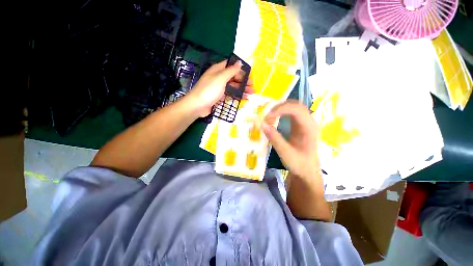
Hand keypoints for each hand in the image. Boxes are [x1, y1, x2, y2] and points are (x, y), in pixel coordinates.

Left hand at [185, 60, 252, 117]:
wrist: (197, 106)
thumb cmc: (209, 90)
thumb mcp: (221, 78)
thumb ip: (231, 70)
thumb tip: (240, 62)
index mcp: (218, 70)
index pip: (231, 67)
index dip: (240, 70)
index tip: (249, 75)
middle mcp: (219, 78)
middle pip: (233, 77)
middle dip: (243, 81)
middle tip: (252, 87)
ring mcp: (219, 88)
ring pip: (233, 86)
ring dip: (242, 89)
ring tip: (251, 93)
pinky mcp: (219, 97)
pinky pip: (230, 94)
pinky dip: (237, 95)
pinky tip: (244, 98)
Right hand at [262, 101, 319, 179]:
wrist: (307, 171)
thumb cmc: (299, 164)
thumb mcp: (286, 153)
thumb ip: (275, 139)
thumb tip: (262, 124)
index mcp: (309, 128)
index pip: (297, 110)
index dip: (281, 110)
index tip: (267, 117)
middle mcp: (309, 122)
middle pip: (295, 105)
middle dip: (279, 107)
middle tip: (266, 116)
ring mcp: (305, 122)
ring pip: (293, 107)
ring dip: (279, 109)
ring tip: (268, 118)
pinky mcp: (300, 125)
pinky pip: (290, 113)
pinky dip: (280, 113)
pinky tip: (273, 119)